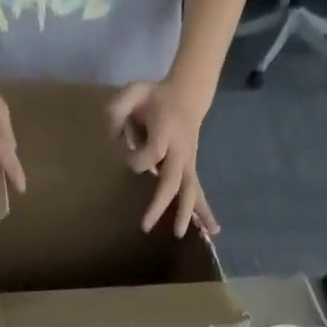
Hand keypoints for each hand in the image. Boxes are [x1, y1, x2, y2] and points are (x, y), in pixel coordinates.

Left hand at [107, 80, 220, 237]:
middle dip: (159, 204)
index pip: (153, 152)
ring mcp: (188, 161)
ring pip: (190, 190)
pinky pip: (197, 194)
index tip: (127, 150)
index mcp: (167, 129)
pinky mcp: (191, 171)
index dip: (137, 158)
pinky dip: (206, 212)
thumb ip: (120, 108)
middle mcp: (179, 149)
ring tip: (179, 234)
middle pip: (172, 180)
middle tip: (145, 226)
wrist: (187, 94)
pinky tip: (213, 231)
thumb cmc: (157, 97)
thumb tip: (113, 135)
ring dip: (186, 213)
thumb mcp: (136, 91)